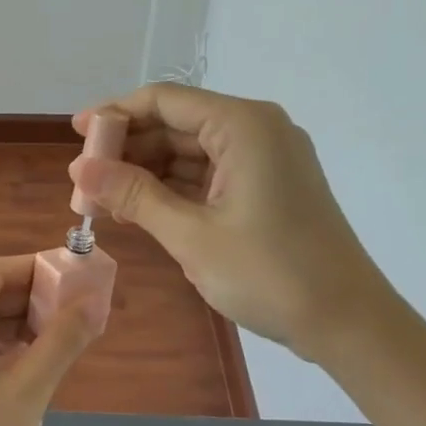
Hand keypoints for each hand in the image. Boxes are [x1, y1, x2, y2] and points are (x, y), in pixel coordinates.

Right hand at [70, 83, 398, 364]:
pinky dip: (173, 189)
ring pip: (189, 151)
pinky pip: (209, 174)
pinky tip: (139, 209)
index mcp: (243, 126)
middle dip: (128, 149)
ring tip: (104, 200)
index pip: (164, 101)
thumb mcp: (192, 234)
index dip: (115, 115)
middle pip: (176, 124)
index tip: (75, 136)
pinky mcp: (268, 186)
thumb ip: (133, 195)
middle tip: (85, 181)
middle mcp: (256, 129)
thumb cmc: (271, 274)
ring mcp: (265, 159)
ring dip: (147, 172)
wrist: (349, 324)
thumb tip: (79, 170)